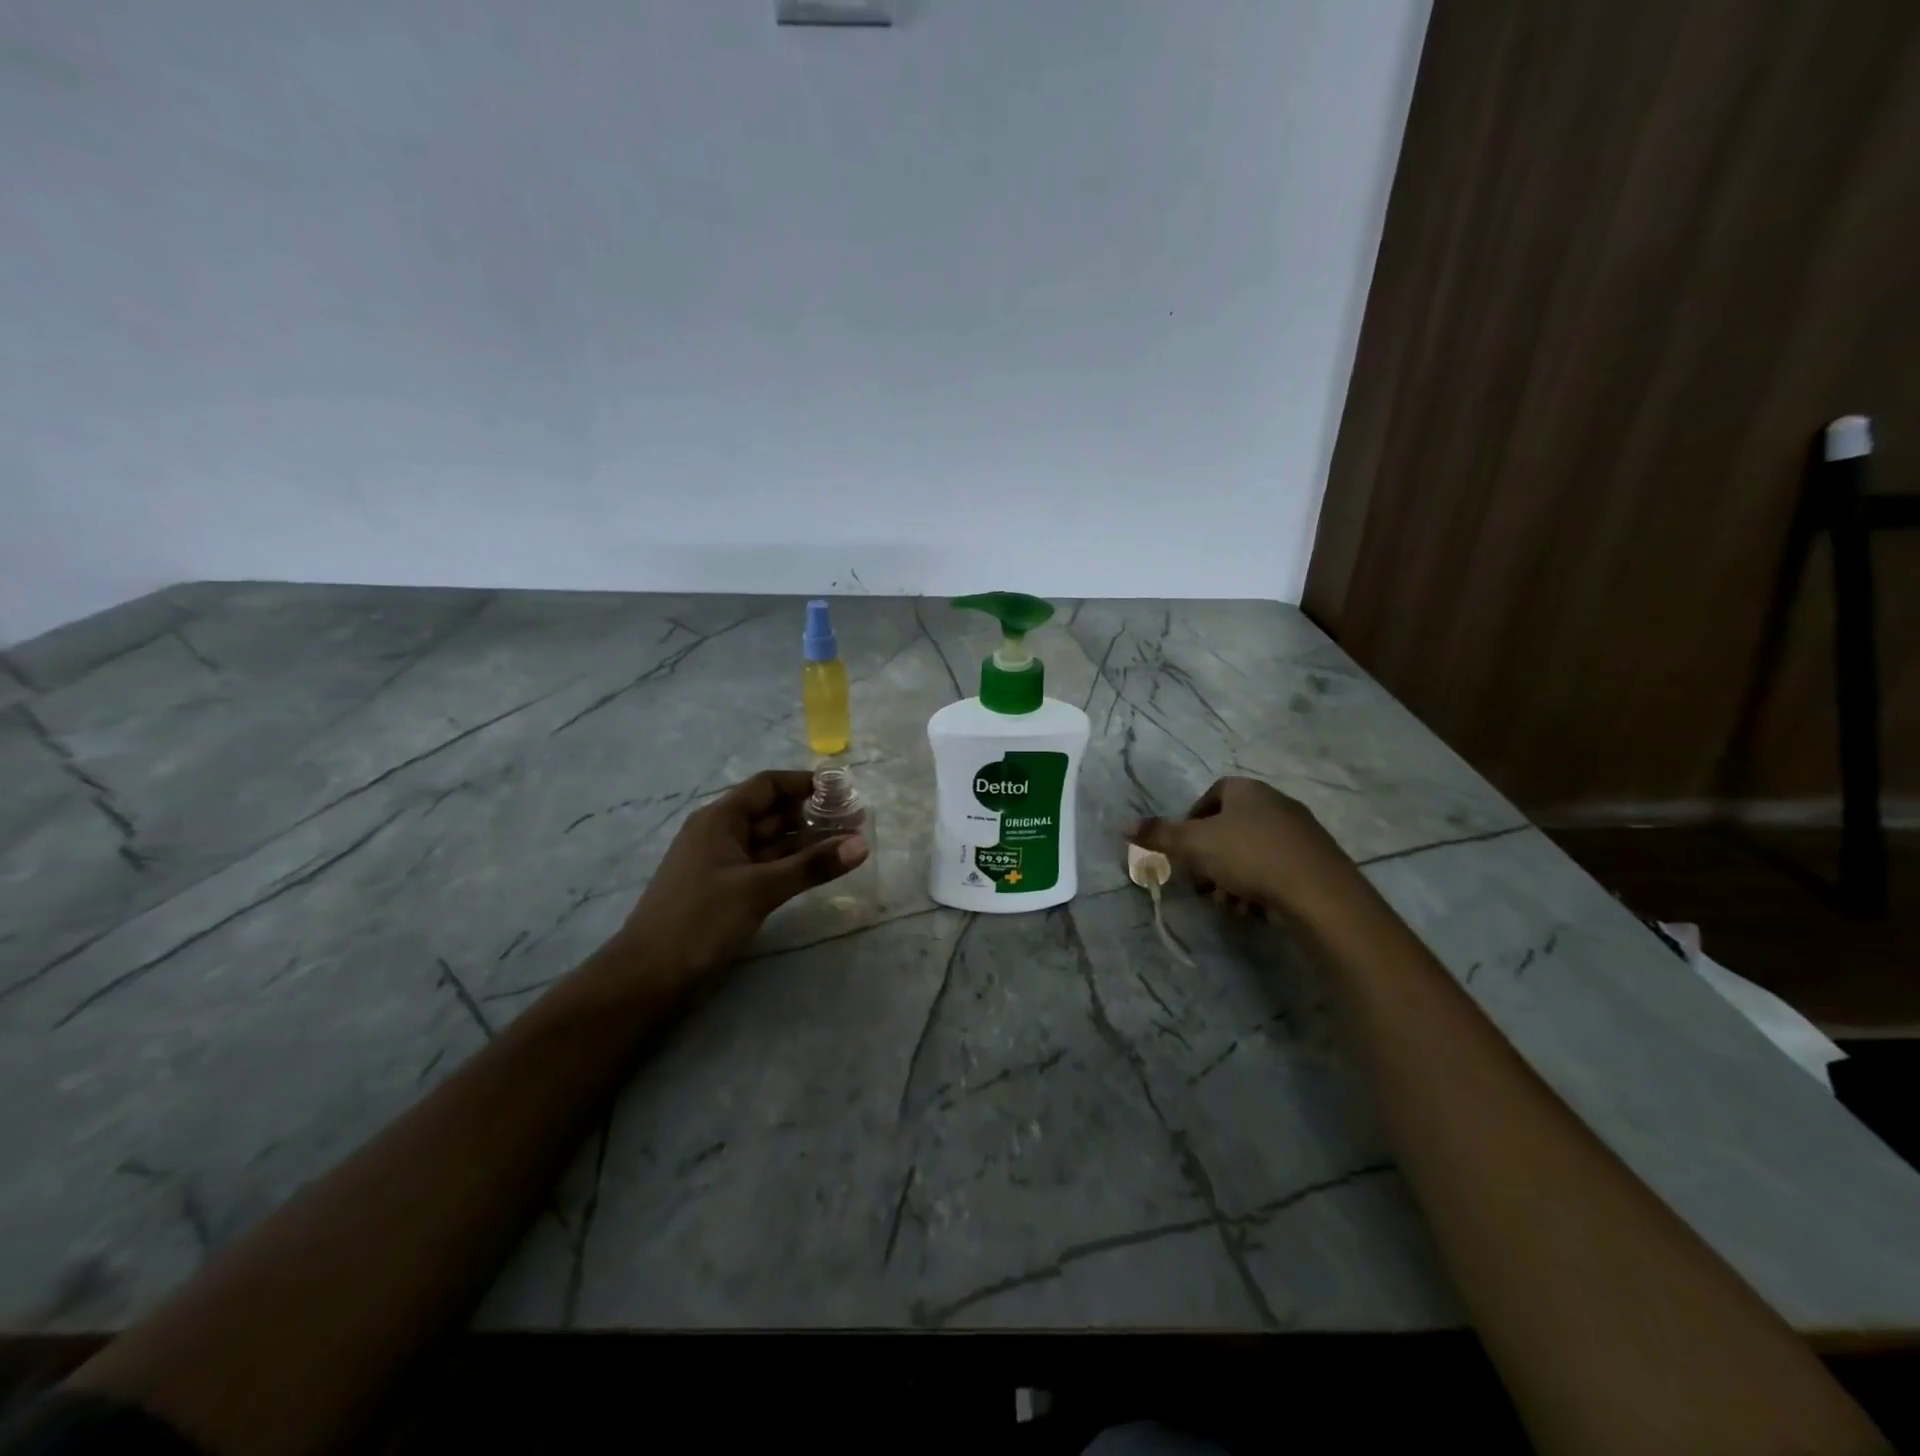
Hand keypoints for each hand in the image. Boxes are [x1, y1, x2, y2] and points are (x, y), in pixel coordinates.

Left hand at [615, 769, 868, 983]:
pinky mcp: (727, 891)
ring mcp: (723, 864)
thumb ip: (811, 866)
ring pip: (772, 843)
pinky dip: (792, 866)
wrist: (647, 978)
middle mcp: (721, 834)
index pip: (767, 785)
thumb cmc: (700, 921)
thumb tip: (862, 844)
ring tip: (849, 845)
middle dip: (813, 815)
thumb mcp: (759, 889)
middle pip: (772, 813)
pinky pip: (766, 867)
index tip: (844, 790)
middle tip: (856, 822)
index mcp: (719, 819)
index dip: (804, 783)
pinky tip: (820, 871)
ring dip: (807, 843)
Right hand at [1127, 776, 1358, 922]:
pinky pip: (1276, 870)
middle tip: (1200, 884)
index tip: (1183, 848)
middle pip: (1230, 829)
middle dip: (1210, 859)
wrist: (1319, 893)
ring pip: (1251, 853)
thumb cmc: (1249, 857)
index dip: (1192, 820)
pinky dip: (1259, 888)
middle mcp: (1276, 804)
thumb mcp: (1193, 844)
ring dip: (1232, 878)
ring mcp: (1300, 833)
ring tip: (1227, 904)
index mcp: (1248, 790)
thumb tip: (1121, 824)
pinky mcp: (1316, 863)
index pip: (1212, 794)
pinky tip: (1253, 910)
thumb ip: (1158, 834)